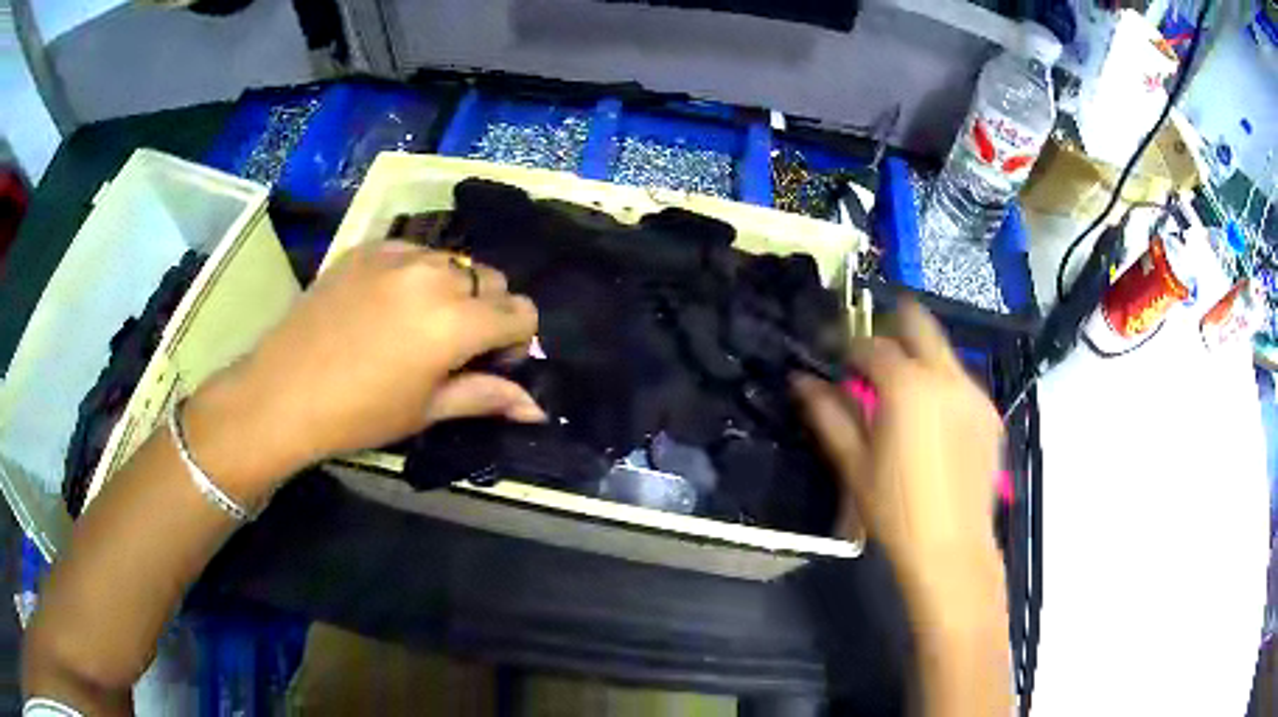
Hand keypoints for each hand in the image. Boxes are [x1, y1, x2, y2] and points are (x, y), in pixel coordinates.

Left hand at [184, 242, 544, 497]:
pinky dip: (417, 274)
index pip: (522, 313)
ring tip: (417, 323)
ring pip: (455, 262)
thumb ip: (487, 397)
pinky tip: (387, 304)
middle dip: (487, 312)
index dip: (516, 341)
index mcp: (455, 321)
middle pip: (493, 280)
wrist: (284, 391)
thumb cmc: (359, 414)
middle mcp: (435, 274)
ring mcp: (399, 253)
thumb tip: (538, 409)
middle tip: (453, 347)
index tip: (489, 364)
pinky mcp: (369, 246)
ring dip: (453, 290)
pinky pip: (415, 251)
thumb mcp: (427, 410)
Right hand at [794, 301, 1003, 602]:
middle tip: (873, 352)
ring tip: (902, 393)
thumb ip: (828, 414)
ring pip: (943, 353)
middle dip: (893, 326)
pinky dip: (942, 385)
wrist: (952, 547)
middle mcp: (946, 377)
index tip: (836, 357)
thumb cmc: (894, 510)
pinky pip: (962, 383)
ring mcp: (974, 394)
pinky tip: (932, 421)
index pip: (872, 344)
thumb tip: (802, 381)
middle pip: (919, 324)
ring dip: (920, 358)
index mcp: (906, 387)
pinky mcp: (991, 414)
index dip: (849, 345)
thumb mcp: (853, 464)